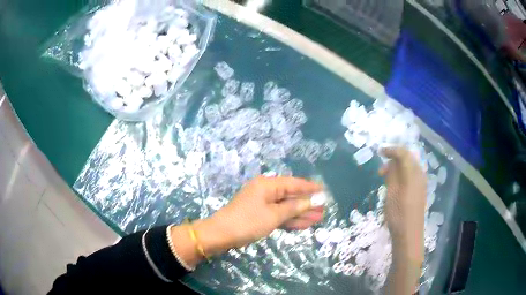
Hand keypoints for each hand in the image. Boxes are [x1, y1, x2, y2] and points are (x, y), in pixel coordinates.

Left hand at [198, 176, 322, 250]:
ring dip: (301, 214)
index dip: (310, 188)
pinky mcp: (259, 215)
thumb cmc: (248, 222)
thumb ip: (294, 207)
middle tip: (324, 209)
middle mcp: (266, 191)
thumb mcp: (274, 215)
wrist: (221, 235)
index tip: (325, 191)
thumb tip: (313, 200)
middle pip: (291, 196)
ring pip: (286, 207)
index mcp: (268, 185)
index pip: (294, 183)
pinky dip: (289, 220)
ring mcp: (262, 204)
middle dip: (307, 204)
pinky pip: (278, 215)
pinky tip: (303, 225)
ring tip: (318, 218)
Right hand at [379, 147, 425, 260]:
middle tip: (381, 169)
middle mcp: (420, 175)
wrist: (409, 235)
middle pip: (408, 158)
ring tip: (385, 177)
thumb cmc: (398, 215)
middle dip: (394, 159)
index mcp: (413, 174)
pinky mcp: (421, 190)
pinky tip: (395, 184)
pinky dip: (403, 174)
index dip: (391, 150)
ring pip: (410, 166)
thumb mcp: (391, 193)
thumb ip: (392, 175)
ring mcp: (422, 183)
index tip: (380, 152)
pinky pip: (412, 175)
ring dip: (398, 167)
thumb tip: (390, 162)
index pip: (403, 153)